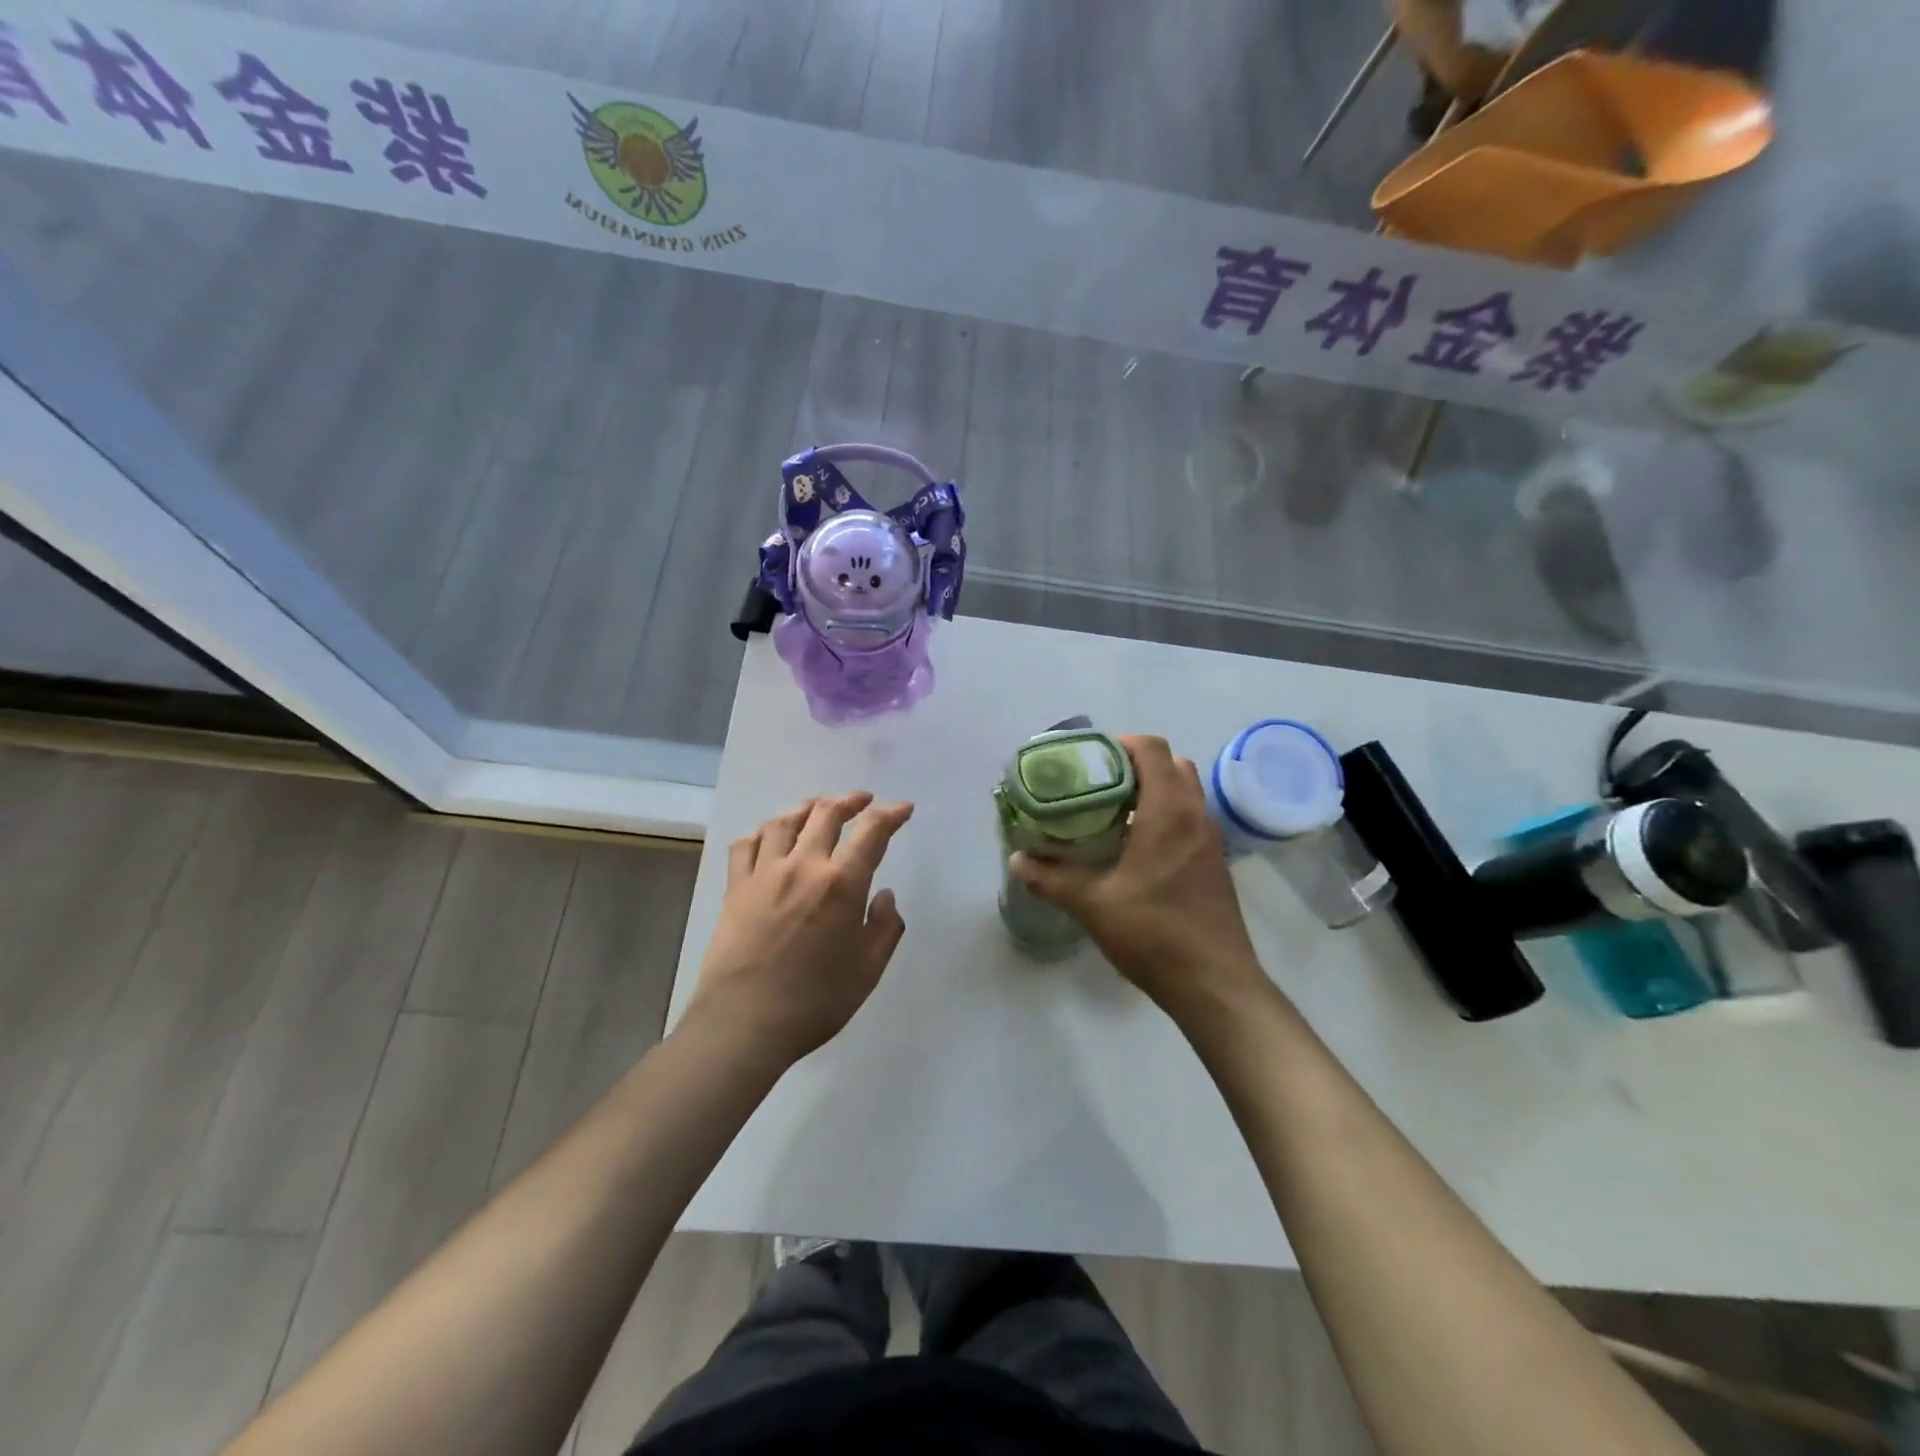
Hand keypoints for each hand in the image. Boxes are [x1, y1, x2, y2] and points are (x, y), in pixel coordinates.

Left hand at [688, 791, 913, 1068]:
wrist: (743, 1023)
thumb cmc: (815, 1001)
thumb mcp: (868, 970)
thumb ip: (885, 927)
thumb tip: (884, 895)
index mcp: (842, 883)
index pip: (872, 832)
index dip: (891, 815)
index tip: (903, 808)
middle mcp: (803, 865)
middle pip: (826, 814)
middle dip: (850, 800)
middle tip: (862, 800)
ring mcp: (764, 873)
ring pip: (784, 821)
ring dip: (806, 808)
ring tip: (817, 807)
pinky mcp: (735, 887)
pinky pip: (746, 844)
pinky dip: (762, 833)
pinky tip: (769, 837)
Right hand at [1009, 736, 1265, 1019]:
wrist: (1216, 984)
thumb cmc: (1154, 935)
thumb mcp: (1092, 905)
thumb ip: (1051, 879)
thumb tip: (1017, 860)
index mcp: (1168, 812)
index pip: (1152, 748)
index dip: (1120, 743)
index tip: (1090, 758)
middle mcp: (1195, 815)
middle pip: (1172, 763)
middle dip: (1136, 763)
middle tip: (1099, 783)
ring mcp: (1211, 839)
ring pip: (1186, 790)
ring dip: (1154, 788)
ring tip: (1114, 811)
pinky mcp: (1216, 862)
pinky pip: (1191, 817)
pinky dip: (1167, 813)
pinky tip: (1137, 846)